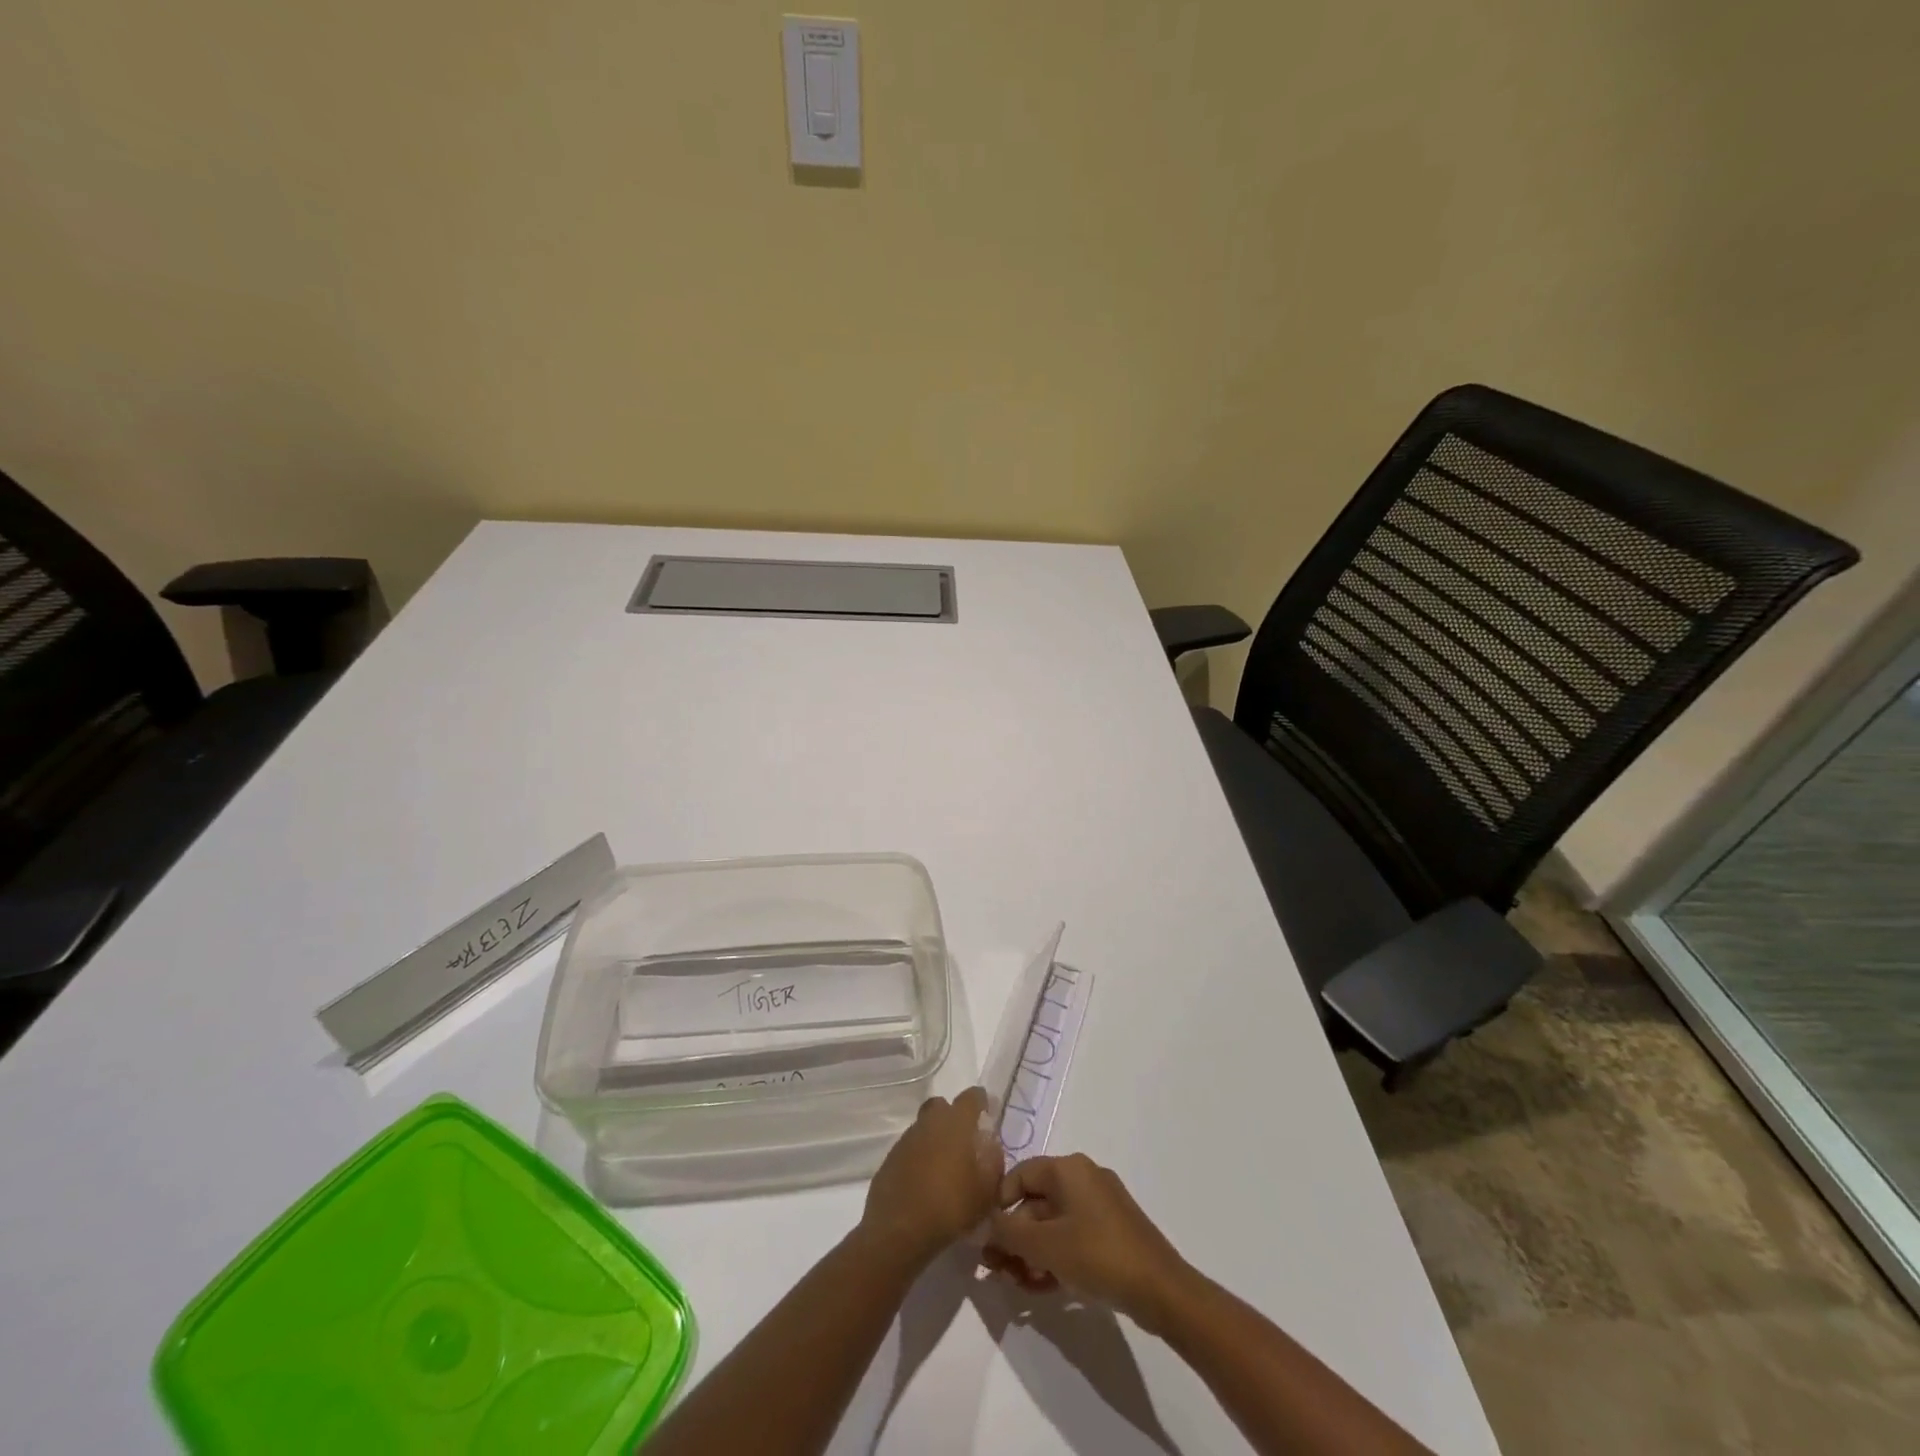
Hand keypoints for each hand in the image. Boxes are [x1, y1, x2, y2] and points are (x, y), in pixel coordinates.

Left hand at [859, 1087, 1002, 1270]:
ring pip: (925, 1126)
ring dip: (936, 1138)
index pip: (972, 1096)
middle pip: (943, 1106)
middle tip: (964, 1141)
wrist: (899, 1230)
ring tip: (946, 1167)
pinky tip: (926, 1181)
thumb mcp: (986, 1191)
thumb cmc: (950, 1206)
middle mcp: (930, 1122)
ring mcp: (907, 1138)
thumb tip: (991, 1145)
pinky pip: (911, 1148)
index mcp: (956, 1122)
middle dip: (954, 1117)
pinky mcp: (891, 1157)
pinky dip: (920, 1157)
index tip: (988, 1114)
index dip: (982, 1102)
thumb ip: (994, 1162)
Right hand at [983, 1154, 1190, 1333]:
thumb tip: (985, 1224)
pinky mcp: (1111, 1233)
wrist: (1160, 1290)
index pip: (1020, 1174)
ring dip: (1031, 1253)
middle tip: (997, 1270)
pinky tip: (1040, 1289)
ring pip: (1053, 1224)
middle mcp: (1083, 1178)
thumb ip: (1009, 1232)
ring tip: (1016, 1285)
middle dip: (1014, 1237)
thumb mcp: (1045, 1245)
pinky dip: (1053, 1258)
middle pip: (1036, 1202)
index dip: (999, 1204)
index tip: (985, 1238)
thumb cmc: (1098, 1255)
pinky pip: (1072, 1238)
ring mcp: (1100, 1207)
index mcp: (1068, 1169)